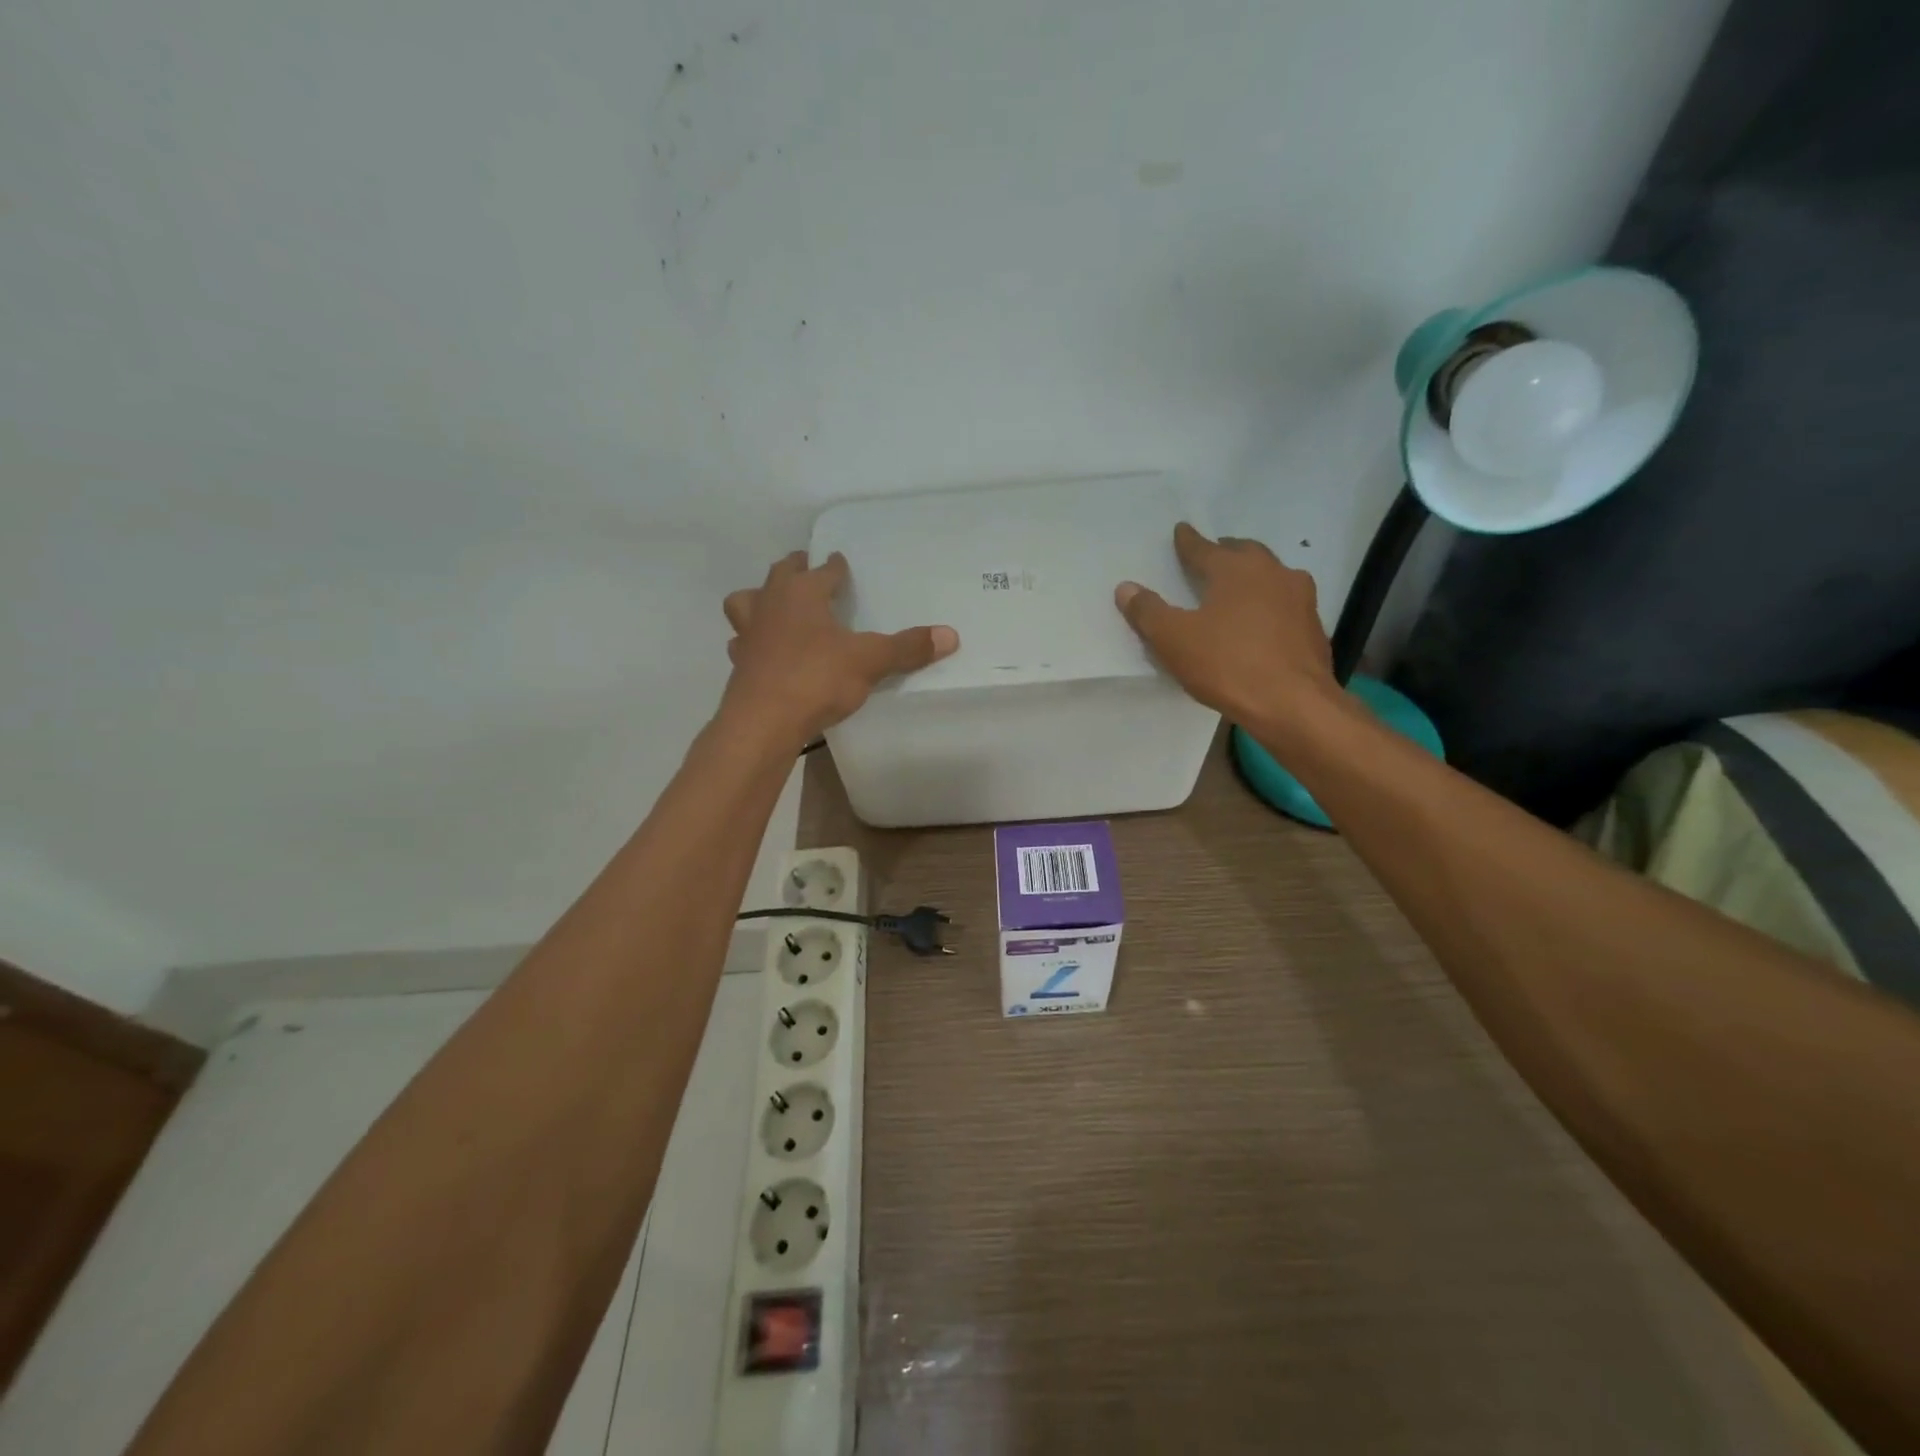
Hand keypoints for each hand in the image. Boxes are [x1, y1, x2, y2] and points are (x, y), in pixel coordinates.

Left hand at [721, 551, 958, 746]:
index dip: (834, 566)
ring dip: (759, 601)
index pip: (822, 570)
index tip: (840, 563)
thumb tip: (951, 635)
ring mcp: (749, 634)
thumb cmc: (816, 677)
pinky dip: (753, 642)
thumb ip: (907, 648)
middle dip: (795, 571)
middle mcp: (770, 604)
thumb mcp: (869, 661)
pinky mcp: (739, 664)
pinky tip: (765, 653)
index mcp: (802, 593)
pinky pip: (743, 643)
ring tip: (774, 608)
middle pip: (779, 575)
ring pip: (746, 603)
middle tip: (807, 571)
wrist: (763, 721)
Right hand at [1115, 523, 1337, 730]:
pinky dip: (1270, 605)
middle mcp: (1273, 573)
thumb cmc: (1228, 665)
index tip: (1181, 531)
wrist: (1294, 705)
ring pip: (1271, 576)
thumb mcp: (1174, 640)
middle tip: (1211, 556)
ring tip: (1237, 589)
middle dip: (1225, 552)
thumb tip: (1126, 588)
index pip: (1204, 548)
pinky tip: (1261, 623)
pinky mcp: (1313, 628)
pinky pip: (1285, 605)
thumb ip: (1148, 612)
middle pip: (1245, 554)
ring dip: (1253, 577)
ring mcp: (1300, 599)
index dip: (1188, 541)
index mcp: (1236, 569)